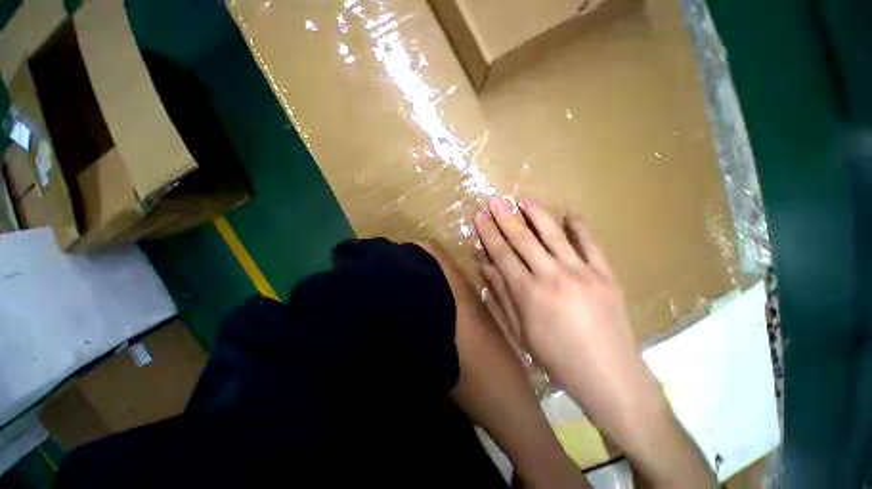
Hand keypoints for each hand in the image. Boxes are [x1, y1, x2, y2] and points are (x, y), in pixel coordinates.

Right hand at [474, 196, 658, 418]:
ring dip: (536, 214)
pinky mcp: (605, 273)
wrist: (609, 374)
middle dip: (505, 218)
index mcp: (528, 292)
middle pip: (523, 239)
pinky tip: (569, 212)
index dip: (488, 234)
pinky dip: (579, 226)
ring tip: (523, 198)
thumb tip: (485, 267)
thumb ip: (502, 294)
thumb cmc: (557, 357)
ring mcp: (581, 271)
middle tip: (494, 200)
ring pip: (553, 234)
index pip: (502, 254)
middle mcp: (551, 275)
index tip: (479, 217)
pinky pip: (591, 243)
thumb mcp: (520, 330)